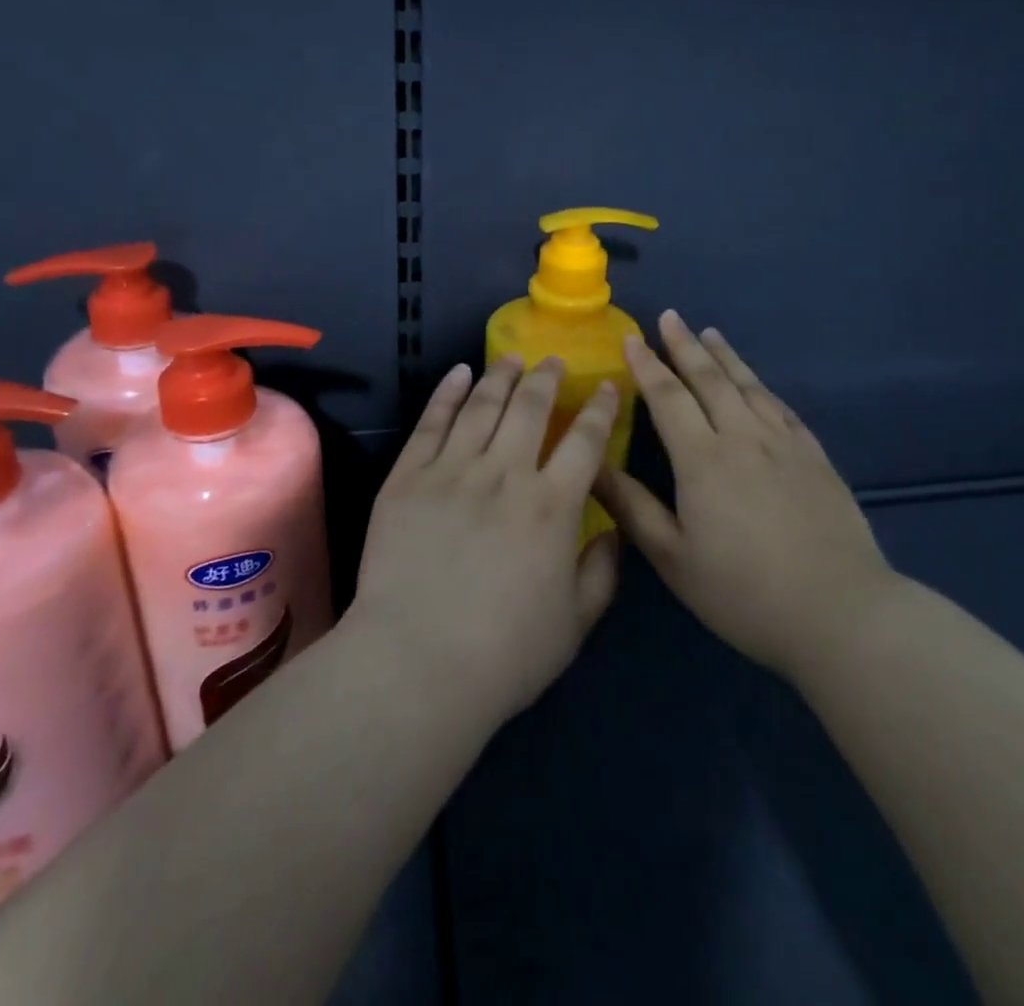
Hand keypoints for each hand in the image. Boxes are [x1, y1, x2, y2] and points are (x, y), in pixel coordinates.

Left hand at [352, 356, 620, 727]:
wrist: (415, 664)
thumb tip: (614, 532)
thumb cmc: (504, 654)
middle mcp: (506, 474)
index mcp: (552, 506)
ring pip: (482, 405)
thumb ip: (602, 573)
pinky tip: (458, 374)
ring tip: (511, 359)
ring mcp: (453, 471)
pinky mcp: (408, 477)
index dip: (599, 408)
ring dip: (500, 376)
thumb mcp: (575, 624)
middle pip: (531, 408)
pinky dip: (447, 393)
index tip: (606, 386)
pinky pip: (432, 422)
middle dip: (546, 378)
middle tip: (552, 361)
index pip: (586, 440)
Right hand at [594, 310, 894, 679]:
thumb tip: (593, 465)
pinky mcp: (815, 458)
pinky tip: (759, 384)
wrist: (840, 613)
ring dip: (726, 357)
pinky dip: (763, 387)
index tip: (631, 338)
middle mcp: (743, 437)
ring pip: (749, 386)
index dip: (647, 365)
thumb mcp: (674, 558)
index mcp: (703, 459)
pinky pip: (783, 409)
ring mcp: (784, 444)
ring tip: (711, 333)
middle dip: (685, 345)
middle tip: (670, 317)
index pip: (668, 397)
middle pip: (710, 379)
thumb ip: (632, 507)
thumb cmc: (744, 592)